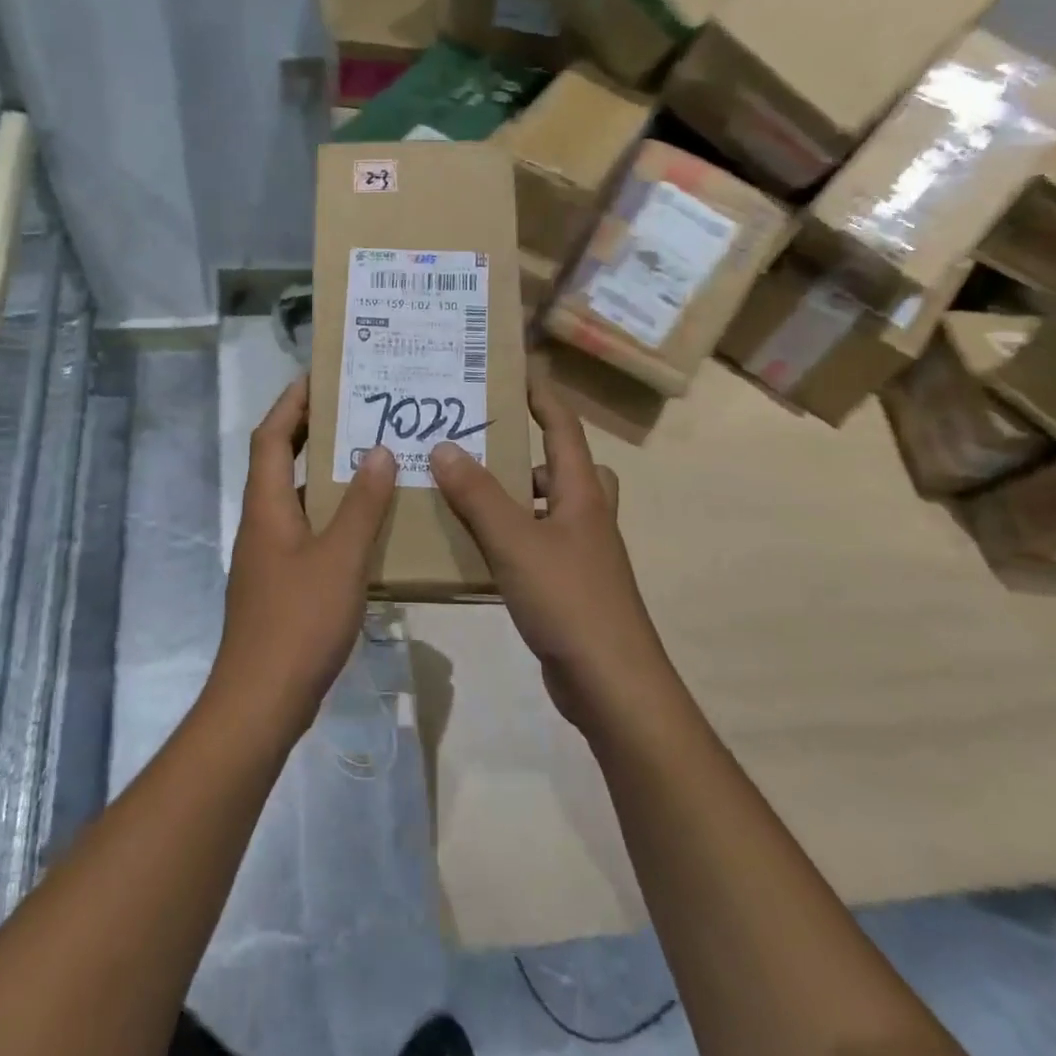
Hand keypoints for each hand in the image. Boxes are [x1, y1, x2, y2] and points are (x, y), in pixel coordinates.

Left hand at [213, 377, 396, 742]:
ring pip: (296, 498)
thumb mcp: (341, 558)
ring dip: (325, 475)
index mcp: (267, 506)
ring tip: (370, 459)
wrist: (262, 699)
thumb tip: (376, 451)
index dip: (291, 403)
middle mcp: (262, 522)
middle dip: (310, 432)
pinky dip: (332, 515)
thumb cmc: (299, 620)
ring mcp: (268, 555)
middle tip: (354, 410)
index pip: (271, 437)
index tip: (320, 377)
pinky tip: (367, 525)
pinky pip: (306, 531)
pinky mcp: (280, 582)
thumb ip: (361, 505)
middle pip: (279, 461)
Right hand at [429, 369, 664, 729]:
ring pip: (548, 507)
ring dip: (516, 495)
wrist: (611, 682)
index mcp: (581, 493)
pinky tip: (477, 548)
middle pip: (564, 466)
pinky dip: (512, 535)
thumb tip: (445, 446)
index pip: (564, 428)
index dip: (542, 398)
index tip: (515, 373)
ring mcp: (581, 553)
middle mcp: (586, 516)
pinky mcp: (569, 585)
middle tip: (482, 443)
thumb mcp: (515, 541)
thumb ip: (478, 495)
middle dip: (528, 450)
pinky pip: (537, 543)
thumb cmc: (568, 599)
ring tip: (466, 492)